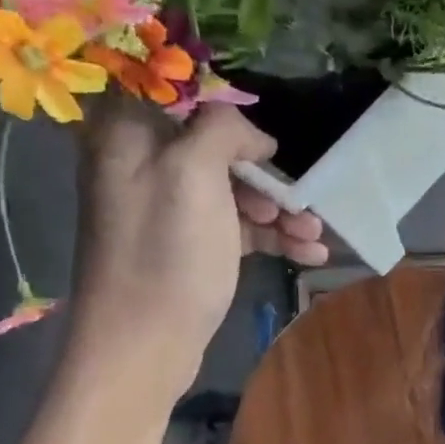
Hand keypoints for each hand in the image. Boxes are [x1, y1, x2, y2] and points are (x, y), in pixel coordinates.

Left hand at [71, 100, 327, 394]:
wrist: (143, 347)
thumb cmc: (167, 254)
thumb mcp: (193, 173)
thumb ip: (222, 130)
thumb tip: (253, 135)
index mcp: (129, 136)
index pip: (182, 96)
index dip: (229, 113)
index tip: (265, 143)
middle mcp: (144, 167)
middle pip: (217, 150)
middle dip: (266, 177)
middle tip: (301, 202)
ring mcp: (166, 211)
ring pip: (232, 193)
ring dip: (278, 212)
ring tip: (315, 236)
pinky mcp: (188, 248)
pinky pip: (234, 228)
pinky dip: (270, 237)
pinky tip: (308, 253)